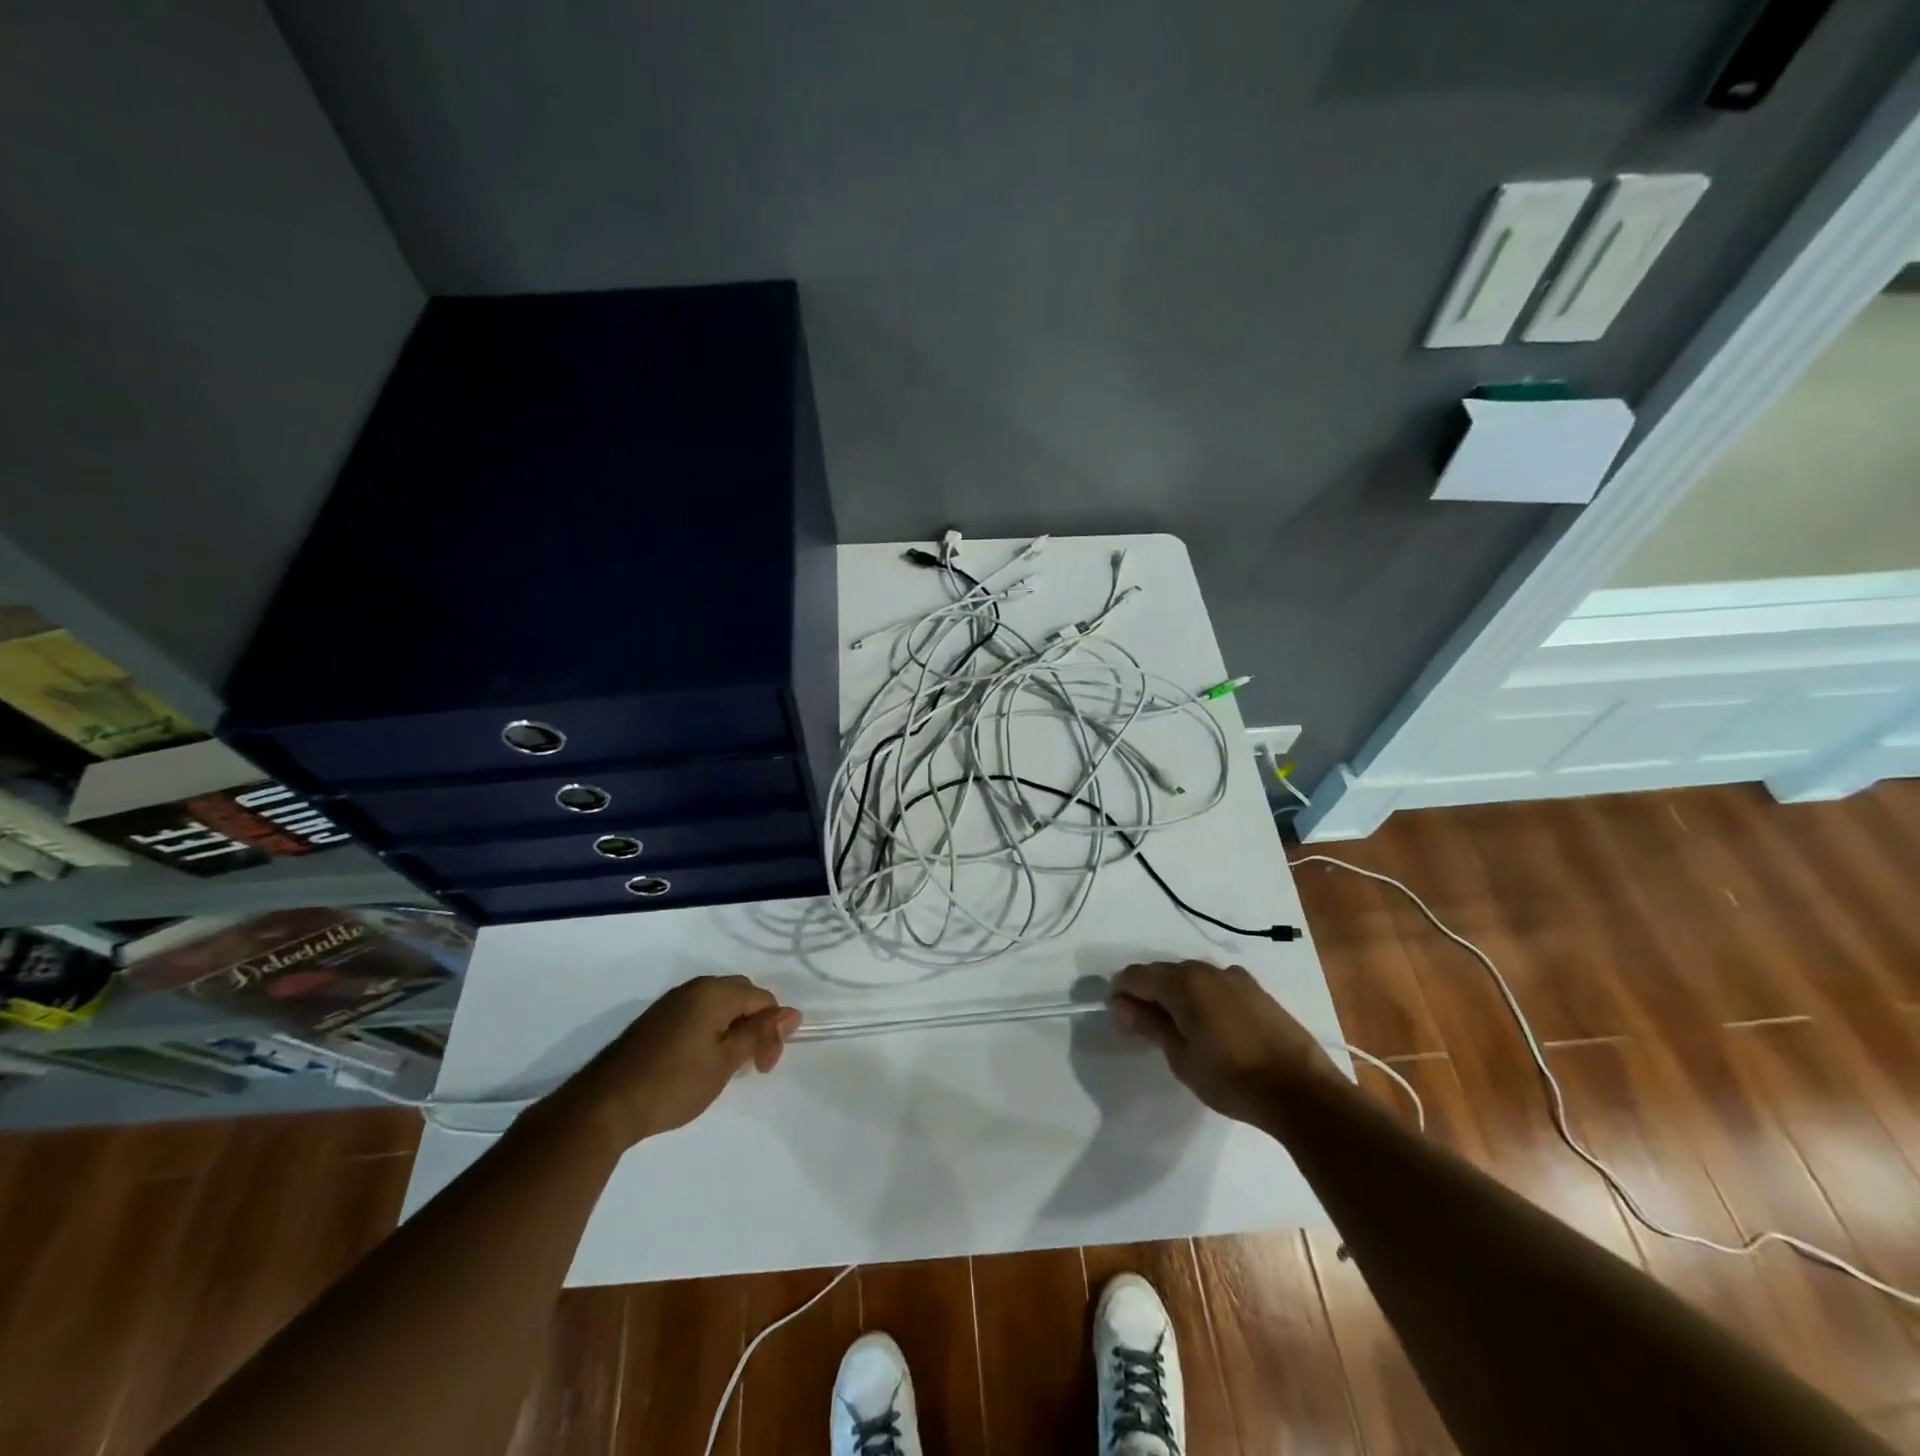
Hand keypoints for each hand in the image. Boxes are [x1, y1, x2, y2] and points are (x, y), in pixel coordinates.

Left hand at [565, 975, 800, 1148]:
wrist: (604, 1105)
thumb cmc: (673, 1083)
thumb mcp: (724, 1062)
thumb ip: (759, 1034)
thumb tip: (792, 1013)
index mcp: (715, 992)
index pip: (762, 999)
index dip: (772, 1030)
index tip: (765, 1067)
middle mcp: (694, 988)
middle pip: (741, 996)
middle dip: (755, 1026)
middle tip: (752, 1064)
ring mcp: (671, 1002)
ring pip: (718, 1005)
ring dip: (733, 1029)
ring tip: (728, 1065)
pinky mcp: (655, 1020)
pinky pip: (696, 1014)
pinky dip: (710, 1031)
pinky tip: (702, 1061)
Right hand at [1109, 961, 1341, 1125]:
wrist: (1302, 1091)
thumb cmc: (1233, 1079)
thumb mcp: (1182, 1058)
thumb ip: (1149, 1026)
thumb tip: (1120, 1006)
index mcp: (1184, 983)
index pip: (1137, 975)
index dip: (1121, 992)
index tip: (1117, 1017)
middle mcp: (1207, 970)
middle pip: (1163, 972)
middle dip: (1147, 993)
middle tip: (1143, 1026)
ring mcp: (1235, 978)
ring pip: (1191, 977)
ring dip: (1176, 994)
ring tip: (1177, 1028)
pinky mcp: (1256, 991)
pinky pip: (1215, 985)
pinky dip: (1202, 997)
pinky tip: (1209, 1026)